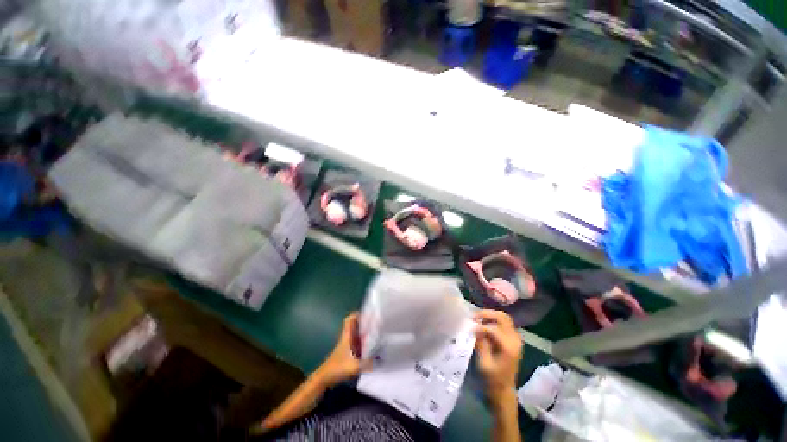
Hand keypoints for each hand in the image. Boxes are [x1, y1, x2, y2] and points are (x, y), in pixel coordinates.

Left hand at [315, 312, 370, 387]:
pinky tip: (370, 348)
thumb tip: (381, 360)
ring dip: (364, 333)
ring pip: (356, 334)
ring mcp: (346, 346)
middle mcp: (346, 338)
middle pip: (355, 326)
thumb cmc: (337, 368)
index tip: (368, 315)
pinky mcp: (346, 353)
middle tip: (376, 324)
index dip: (358, 314)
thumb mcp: (354, 366)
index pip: (350, 319)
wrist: (324, 378)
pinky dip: (362, 343)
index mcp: (347, 336)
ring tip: (376, 334)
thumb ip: (368, 364)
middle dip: (364, 323)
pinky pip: (356, 343)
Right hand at [474, 310, 522, 404]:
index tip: (470, 329)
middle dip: (486, 314)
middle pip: (502, 317)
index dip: (480, 326)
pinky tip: (483, 324)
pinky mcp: (513, 339)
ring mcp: (516, 338)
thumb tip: (475, 328)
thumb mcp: (484, 363)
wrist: (504, 390)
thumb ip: (481, 343)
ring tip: (477, 319)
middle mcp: (515, 340)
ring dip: (490, 316)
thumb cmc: (492, 379)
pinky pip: (504, 323)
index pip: (494, 328)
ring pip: (504, 317)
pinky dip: (493, 320)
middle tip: (473, 316)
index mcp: (509, 347)